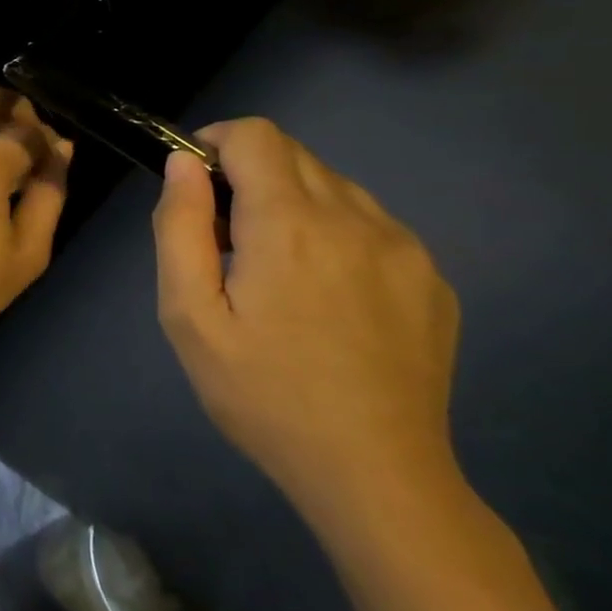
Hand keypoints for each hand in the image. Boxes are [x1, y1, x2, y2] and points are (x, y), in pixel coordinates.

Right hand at [153, 118, 461, 530]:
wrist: (375, 475)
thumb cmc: (262, 393)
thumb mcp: (189, 315)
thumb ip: (179, 227)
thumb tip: (183, 165)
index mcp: (290, 224)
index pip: (256, 135)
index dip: (215, 143)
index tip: (195, 185)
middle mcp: (356, 219)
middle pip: (295, 154)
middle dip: (248, 175)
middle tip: (224, 239)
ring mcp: (405, 248)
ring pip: (335, 186)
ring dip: (292, 203)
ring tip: (274, 269)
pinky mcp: (432, 279)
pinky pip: (371, 224)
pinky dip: (334, 232)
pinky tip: (324, 294)